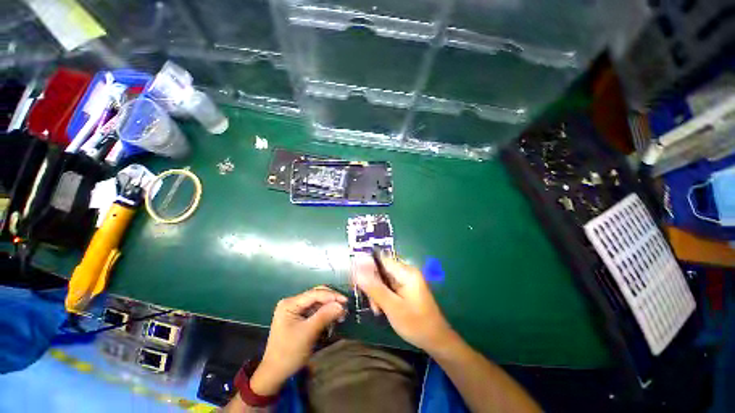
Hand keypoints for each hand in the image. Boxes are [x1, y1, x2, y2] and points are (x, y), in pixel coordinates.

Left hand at [250, 286, 346, 395]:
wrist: (275, 373)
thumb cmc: (289, 353)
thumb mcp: (308, 333)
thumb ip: (325, 316)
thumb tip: (341, 305)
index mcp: (290, 303)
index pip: (314, 294)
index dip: (331, 295)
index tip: (346, 301)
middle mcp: (292, 302)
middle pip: (316, 295)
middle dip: (331, 300)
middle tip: (345, 306)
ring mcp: (295, 310)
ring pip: (317, 302)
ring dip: (329, 306)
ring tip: (341, 313)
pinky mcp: (299, 317)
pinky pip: (315, 310)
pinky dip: (325, 313)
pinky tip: (333, 317)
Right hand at [353, 254, 459, 355]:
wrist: (436, 340)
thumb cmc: (416, 324)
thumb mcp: (392, 306)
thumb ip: (374, 287)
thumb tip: (358, 269)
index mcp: (406, 272)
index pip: (381, 260)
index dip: (367, 267)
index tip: (356, 281)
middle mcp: (406, 272)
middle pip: (381, 270)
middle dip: (373, 285)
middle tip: (371, 304)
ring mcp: (407, 280)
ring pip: (383, 280)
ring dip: (377, 293)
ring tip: (377, 310)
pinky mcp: (406, 289)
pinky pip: (389, 287)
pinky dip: (383, 296)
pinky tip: (382, 309)